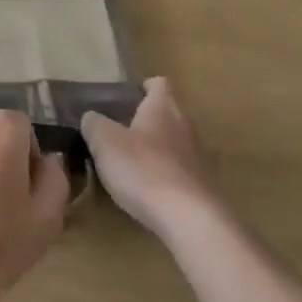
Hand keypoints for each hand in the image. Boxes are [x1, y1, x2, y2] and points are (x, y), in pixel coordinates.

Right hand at [81, 78, 218, 238]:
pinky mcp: (209, 185)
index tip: (127, 98)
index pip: (159, 83)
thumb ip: (95, 124)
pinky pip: (187, 171)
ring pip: (180, 142)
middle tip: (124, 133)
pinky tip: (155, 191)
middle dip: (150, 120)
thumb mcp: (104, 142)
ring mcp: (203, 156)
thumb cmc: (143, 169)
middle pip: (170, 112)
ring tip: (137, 164)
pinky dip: (172, 175)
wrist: (190, 218)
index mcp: (164, 106)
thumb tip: (92, 117)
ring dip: (162, 148)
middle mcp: (188, 124)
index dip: (143, 87)